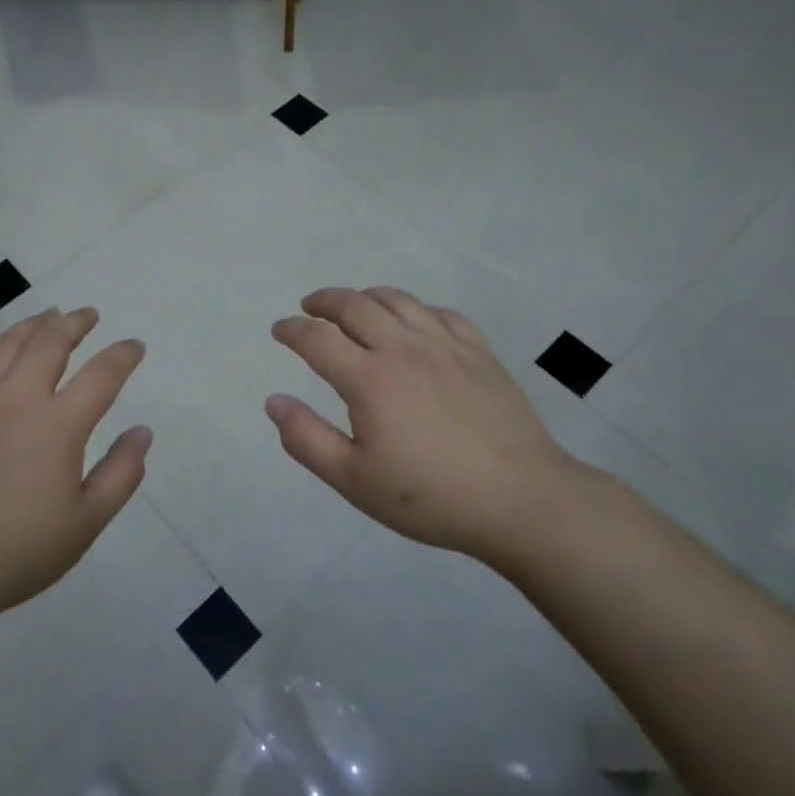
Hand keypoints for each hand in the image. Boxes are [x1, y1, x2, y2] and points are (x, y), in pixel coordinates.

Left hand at [0, 308, 150, 663]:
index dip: (123, 354)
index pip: (102, 373)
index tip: (135, 346)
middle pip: (50, 342)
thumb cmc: (18, 553)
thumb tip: (142, 431)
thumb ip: (121, 473)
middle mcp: (17, 398)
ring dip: (32, 325)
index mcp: (58, 425)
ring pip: (6, 344)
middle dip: (75, 323)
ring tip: (48, 317)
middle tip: (88, 316)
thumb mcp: (86, 523)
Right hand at [266, 287, 598, 570]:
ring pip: (397, 300)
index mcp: (369, 379)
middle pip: (355, 305)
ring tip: (354, 305)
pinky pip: (440, 313)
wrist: (520, 499)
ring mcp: (445, 346)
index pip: (317, 339)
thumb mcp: (354, 480)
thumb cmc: (431, 496)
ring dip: (366, 296)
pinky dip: (415, 308)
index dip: (292, 330)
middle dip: (324, 301)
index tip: (279, 329)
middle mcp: (403, 348)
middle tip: (309, 306)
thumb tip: (274, 401)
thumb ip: (307, 438)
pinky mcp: (479, 352)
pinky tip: (413, 320)